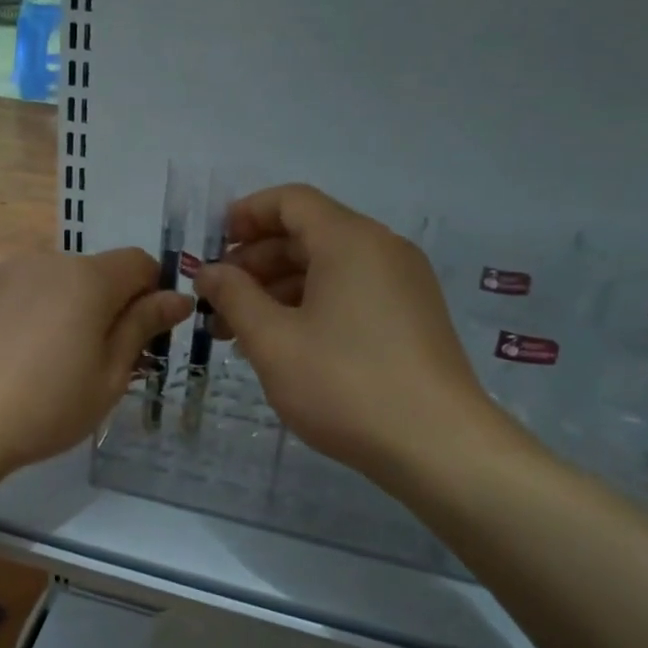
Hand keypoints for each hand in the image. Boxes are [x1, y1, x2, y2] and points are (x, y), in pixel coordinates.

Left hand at [0, 248, 192, 484]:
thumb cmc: (46, 404)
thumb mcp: (109, 375)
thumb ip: (143, 327)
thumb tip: (178, 297)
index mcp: (89, 277)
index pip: (140, 262)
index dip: (154, 293)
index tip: (148, 336)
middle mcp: (49, 261)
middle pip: (99, 272)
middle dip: (113, 306)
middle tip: (107, 362)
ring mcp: (10, 275)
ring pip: (63, 284)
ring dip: (76, 311)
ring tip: (60, 365)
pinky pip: (30, 294)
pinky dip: (42, 315)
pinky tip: (25, 360)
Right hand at [194, 184, 521, 490]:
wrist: (439, 447)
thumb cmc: (345, 385)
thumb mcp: (273, 341)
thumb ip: (234, 297)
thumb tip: (209, 272)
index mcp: (350, 240)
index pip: (291, 201)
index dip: (245, 215)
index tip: (212, 247)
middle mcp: (382, 250)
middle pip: (308, 234)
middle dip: (255, 262)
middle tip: (217, 301)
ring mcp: (403, 284)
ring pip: (328, 268)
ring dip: (278, 290)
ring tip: (241, 333)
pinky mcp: (412, 317)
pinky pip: (350, 293)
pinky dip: (311, 306)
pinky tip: (284, 345)